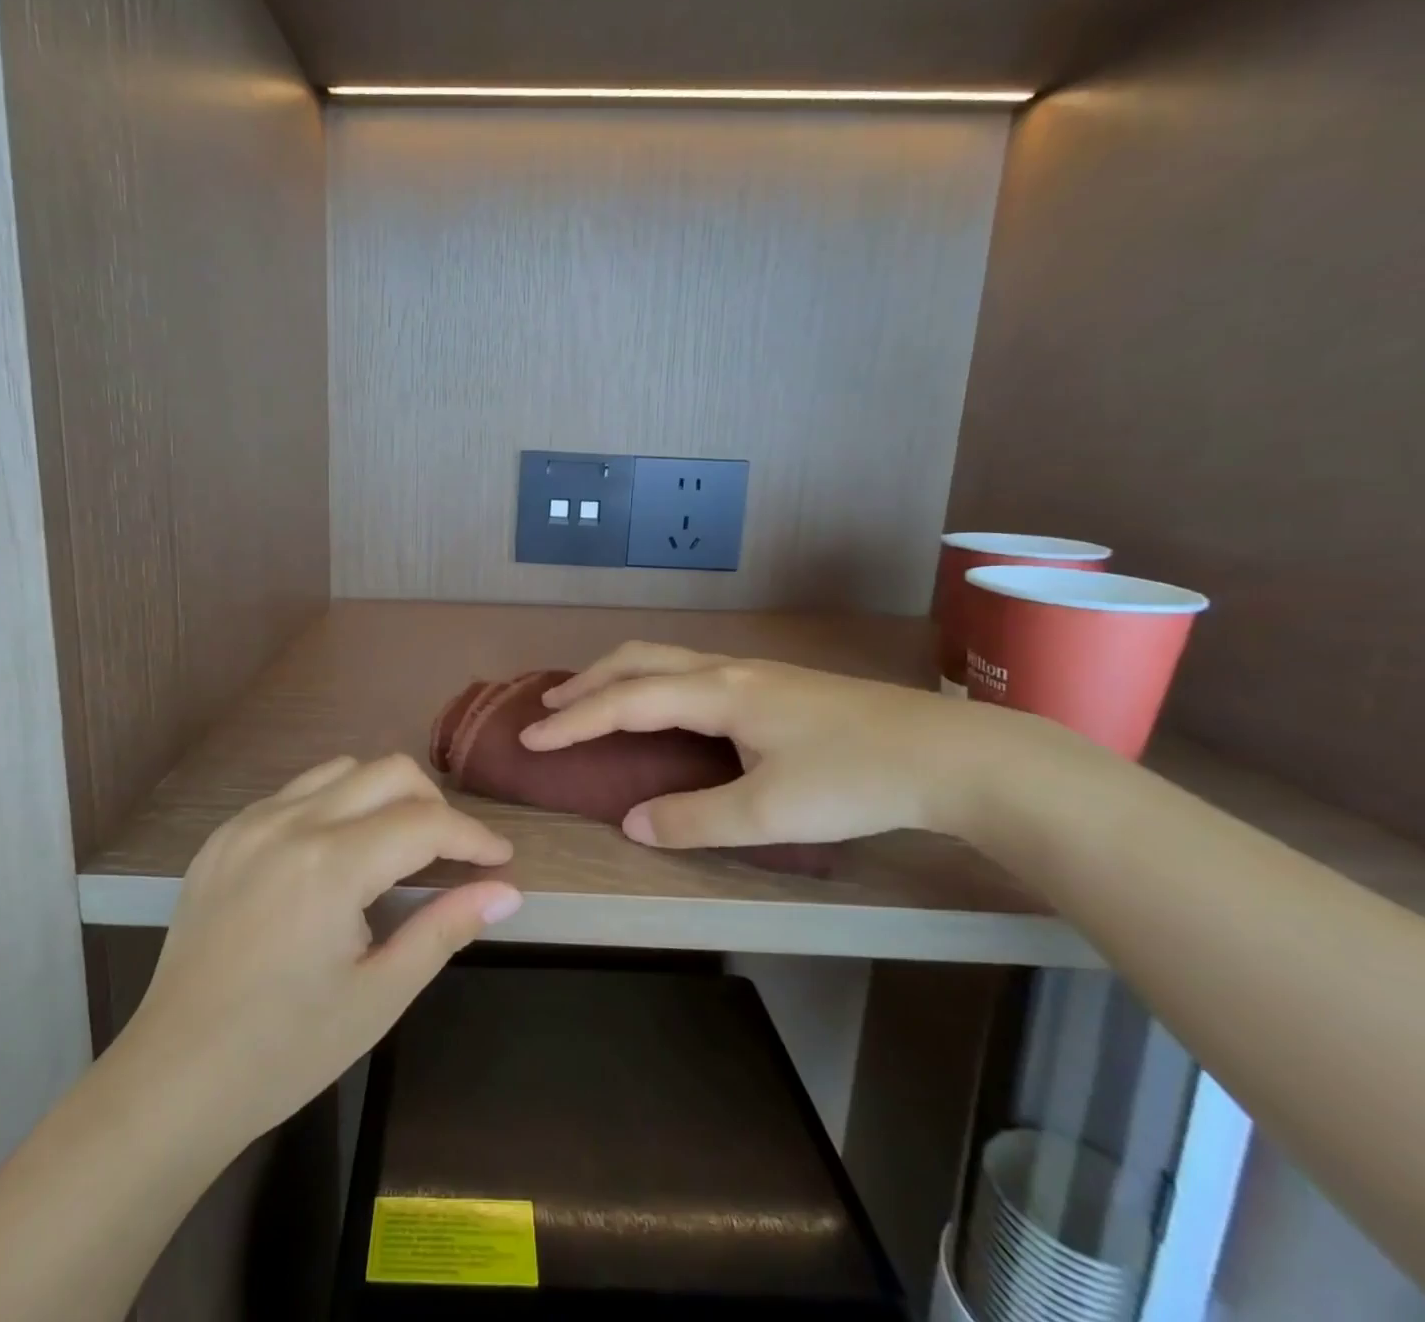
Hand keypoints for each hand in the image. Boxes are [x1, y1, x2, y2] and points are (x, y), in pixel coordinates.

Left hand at [112, 754, 521, 1144]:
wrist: (172, 1079)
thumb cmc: (285, 1049)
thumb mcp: (379, 995)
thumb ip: (445, 929)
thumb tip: (507, 892)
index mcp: (332, 865)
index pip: (426, 823)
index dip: (473, 836)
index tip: (500, 859)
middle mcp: (291, 823)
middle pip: (388, 771)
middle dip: (433, 804)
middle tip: (450, 854)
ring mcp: (250, 822)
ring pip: (341, 770)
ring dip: (383, 795)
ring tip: (395, 847)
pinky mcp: (223, 835)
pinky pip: (295, 793)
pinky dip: (335, 805)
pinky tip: (335, 855)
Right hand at [520, 641, 1019, 850]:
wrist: (953, 754)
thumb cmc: (856, 781)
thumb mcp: (769, 813)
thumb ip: (693, 819)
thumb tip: (631, 823)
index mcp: (718, 693)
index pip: (626, 702)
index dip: (574, 721)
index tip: (530, 738)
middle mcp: (727, 670)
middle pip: (638, 659)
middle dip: (587, 681)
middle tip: (550, 709)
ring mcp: (754, 672)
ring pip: (666, 659)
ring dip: (620, 677)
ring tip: (593, 702)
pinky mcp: (776, 684)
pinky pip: (690, 671)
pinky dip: (652, 682)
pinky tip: (663, 709)